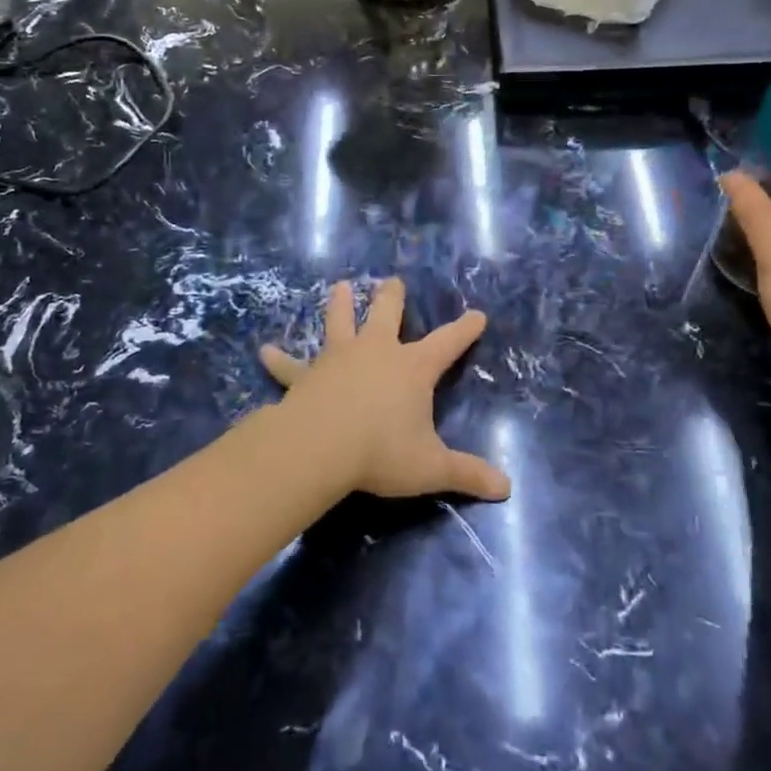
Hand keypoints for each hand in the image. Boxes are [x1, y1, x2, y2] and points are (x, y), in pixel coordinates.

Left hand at [260, 279, 511, 502]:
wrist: (321, 447)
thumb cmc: (382, 451)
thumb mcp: (431, 467)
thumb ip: (467, 474)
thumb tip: (507, 489)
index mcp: (412, 368)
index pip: (447, 343)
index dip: (464, 330)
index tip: (477, 315)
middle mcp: (376, 353)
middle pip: (387, 315)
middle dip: (392, 298)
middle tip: (392, 281)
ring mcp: (338, 359)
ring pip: (340, 324)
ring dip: (340, 305)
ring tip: (340, 286)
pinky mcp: (306, 376)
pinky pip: (290, 366)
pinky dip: (278, 359)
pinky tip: (263, 351)